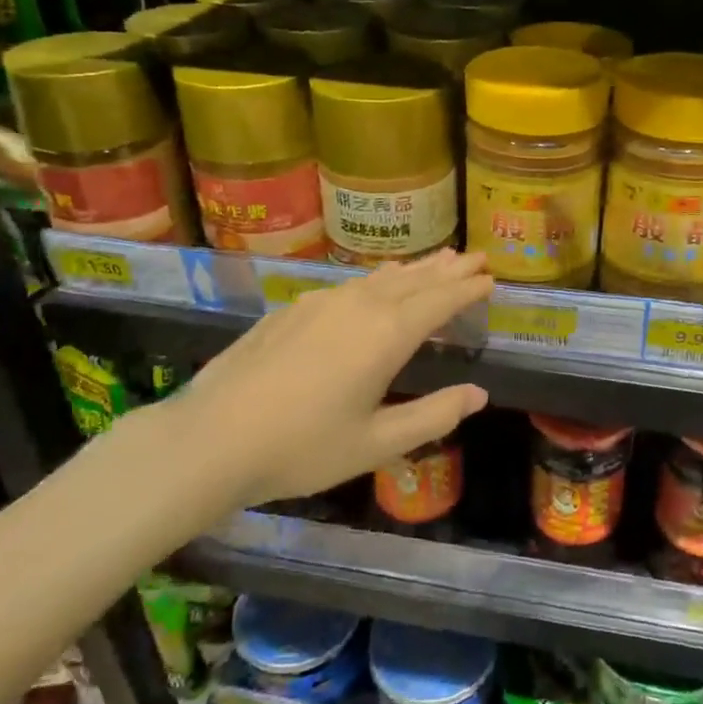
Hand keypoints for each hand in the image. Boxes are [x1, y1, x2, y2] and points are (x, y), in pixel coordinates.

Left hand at [167, 249, 492, 513]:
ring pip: (379, 278)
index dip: (468, 288)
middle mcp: (358, 306)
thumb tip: (478, 394)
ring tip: (436, 260)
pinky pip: (350, 285)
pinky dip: (377, 280)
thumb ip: (432, 416)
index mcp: (386, 335)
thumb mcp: (377, 443)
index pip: (440, 301)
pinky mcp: (292, 310)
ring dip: (413, 270)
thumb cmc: (303, 447)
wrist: (211, 438)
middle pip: (413, 280)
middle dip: (447, 269)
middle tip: (475, 256)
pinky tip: (374, 285)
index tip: (491, 277)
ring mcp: (321, 303)